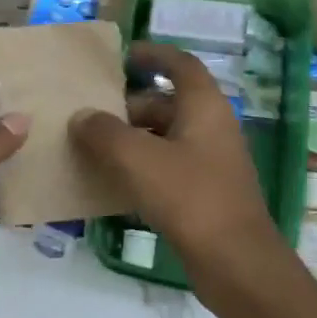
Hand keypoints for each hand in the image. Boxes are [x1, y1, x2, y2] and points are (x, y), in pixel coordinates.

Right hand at [68, 42, 285, 290]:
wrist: (235, 263)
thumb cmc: (189, 197)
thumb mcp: (138, 159)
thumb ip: (104, 132)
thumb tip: (81, 117)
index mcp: (205, 106)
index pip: (180, 64)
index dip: (153, 54)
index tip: (122, 56)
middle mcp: (212, 127)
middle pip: (168, 103)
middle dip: (129, 106)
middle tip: (92, 114)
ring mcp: (211, 162)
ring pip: (165, 137)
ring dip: (132, 139)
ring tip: (93, 148)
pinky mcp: (205, 193)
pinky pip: (168, 167)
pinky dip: (142, 167)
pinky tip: (113, 183)